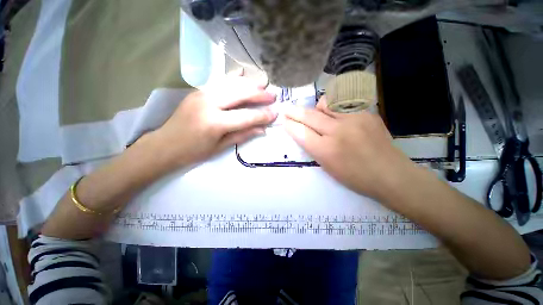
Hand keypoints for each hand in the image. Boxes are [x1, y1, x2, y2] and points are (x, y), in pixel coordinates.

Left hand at [152, 70, 276, 168]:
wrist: (164, 145)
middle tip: (272, 95)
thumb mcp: (220, 147)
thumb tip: (262, 129)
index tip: (275, 113)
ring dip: (249, 84)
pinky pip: (220, 83)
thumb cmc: (193, 152)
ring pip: (231, 84)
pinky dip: (234, 80)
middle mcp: (208, 103)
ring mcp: (201, 94)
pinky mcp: (198, 91)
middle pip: (239, 93)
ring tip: (263, 86)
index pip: (246, 117)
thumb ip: (242, 135)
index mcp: (214, 123)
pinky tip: (243, 78)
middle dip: (259, 94)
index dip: (262, 115)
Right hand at [284, 97, 413, 199]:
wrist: (391, 174)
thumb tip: (302, 132)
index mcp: (327, 150)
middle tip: (286, 109)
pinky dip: (335, 108)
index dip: (290, 126)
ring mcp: (354, 119)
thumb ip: (313, 147)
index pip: (301, 133)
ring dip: (317, 108)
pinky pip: (343, 104)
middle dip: (294, 112)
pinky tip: (338, 116)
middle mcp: (338, 131)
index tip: (284, 121)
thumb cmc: (355, 177)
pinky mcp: (367, 113)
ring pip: (326, 103)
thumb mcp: (328, 167)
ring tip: (319, 114)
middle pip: (309, 116)